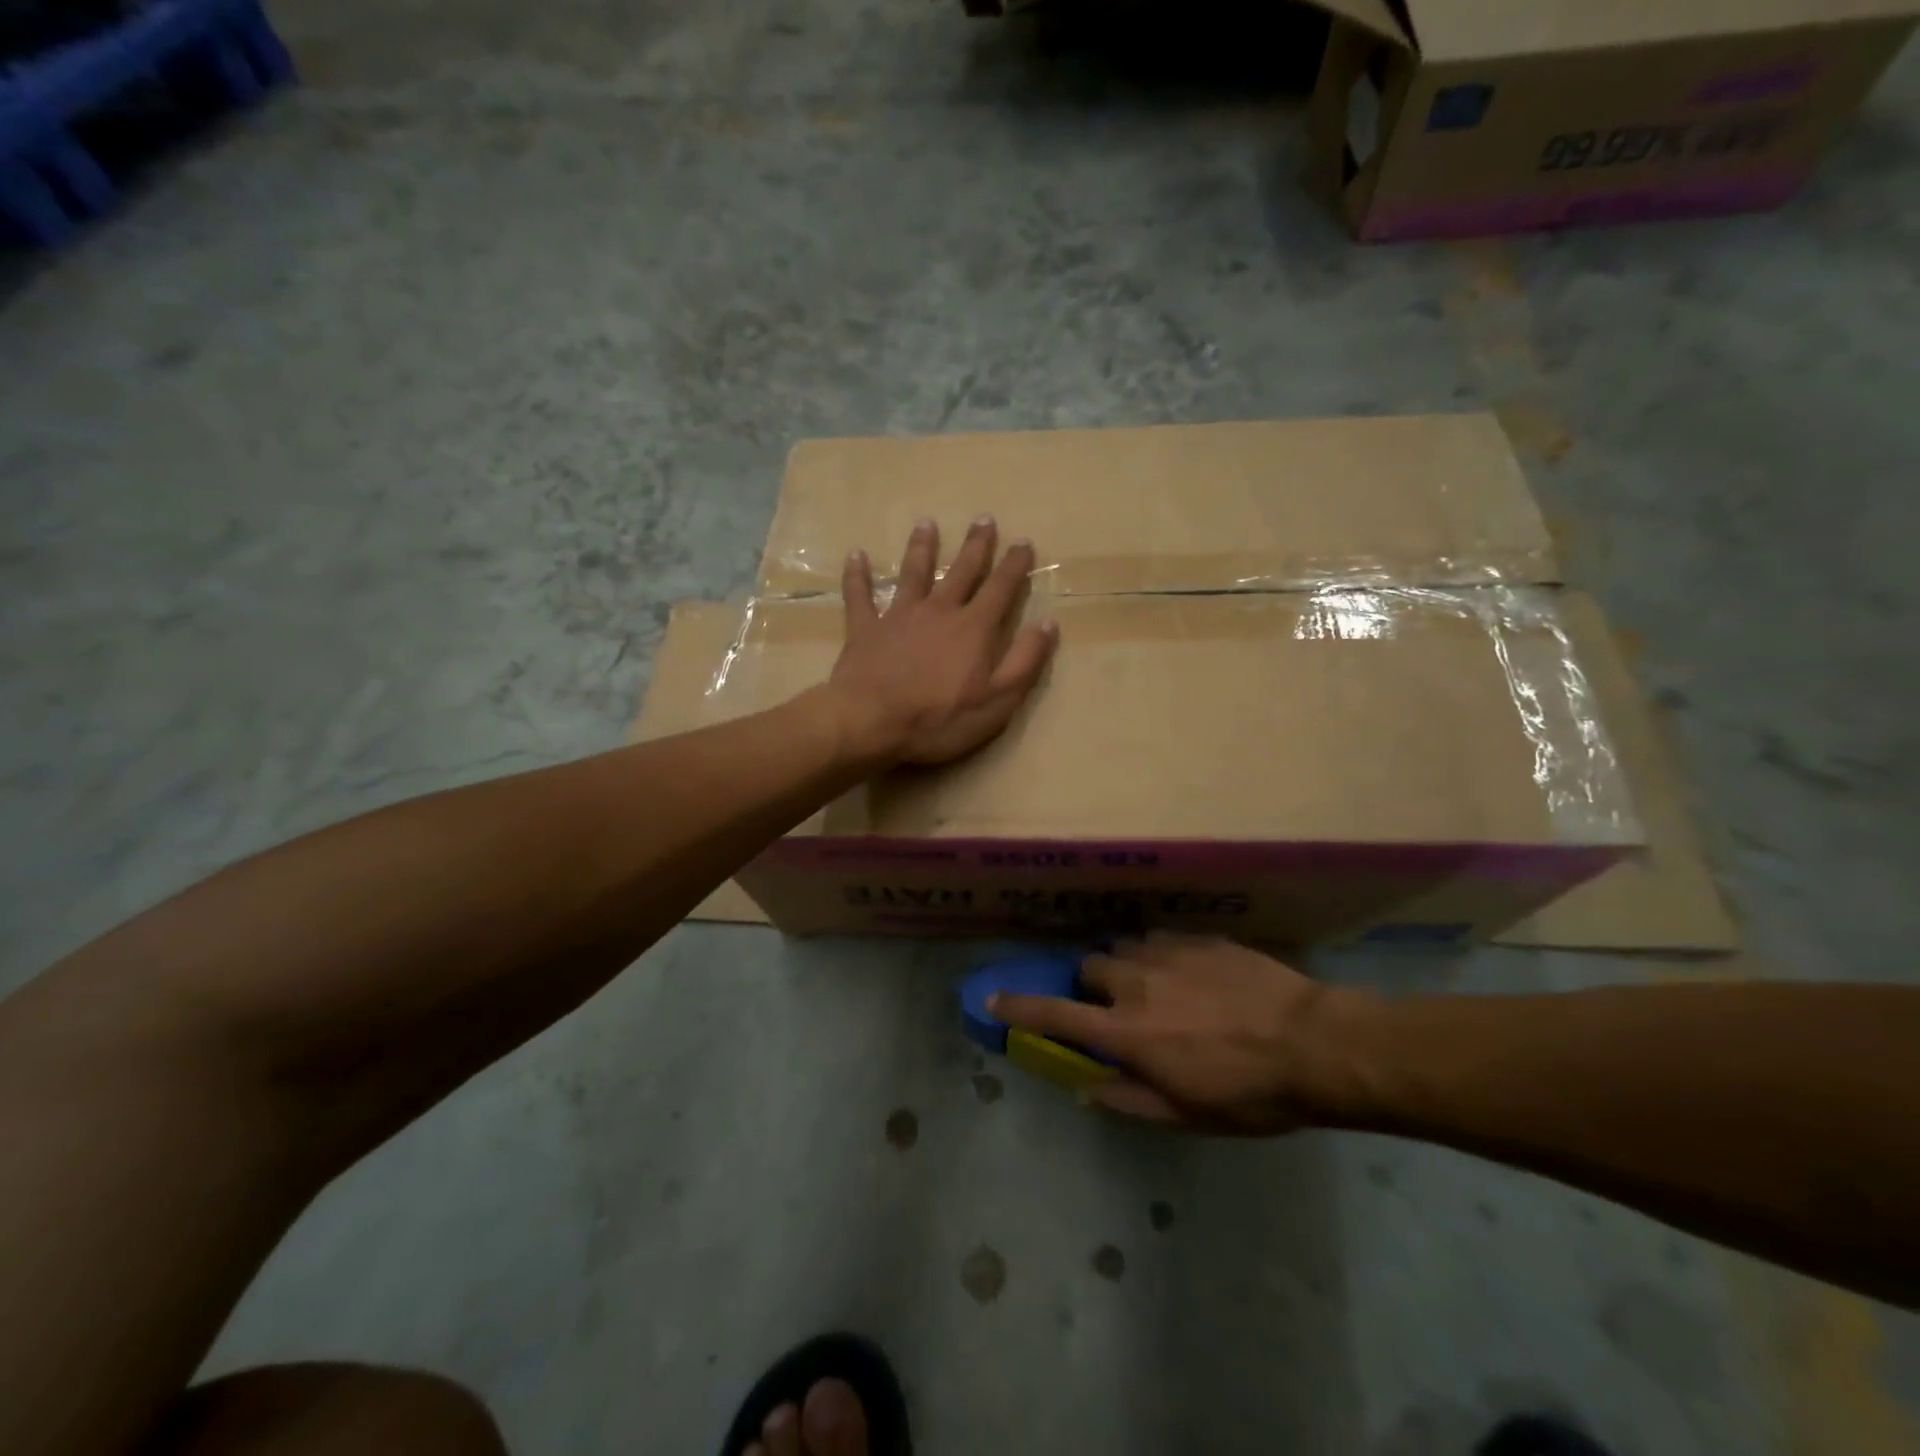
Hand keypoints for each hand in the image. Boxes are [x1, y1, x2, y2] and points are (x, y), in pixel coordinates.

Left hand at [825, 516, 1057, 765]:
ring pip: (913, 573)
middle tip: (984, 518)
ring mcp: (899, 616)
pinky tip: (856, 555)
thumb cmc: (940, 719)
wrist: (871, 721)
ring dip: (922, 547)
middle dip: (976, 545)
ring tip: (926, 523)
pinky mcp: (866, 628)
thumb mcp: (998, 700)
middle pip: (961, 571)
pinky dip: (857, 575)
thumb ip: (1025, 661)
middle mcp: (939, 610)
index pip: (1001, 588)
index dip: (1015, 565)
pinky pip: (860, 595)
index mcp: (974, 628)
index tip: (1024, 542)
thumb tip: (1048, 623)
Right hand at [989, 935, 1374, 1133]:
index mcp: (1126, 1032)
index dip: (1018, 1008)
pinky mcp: (1199, 938)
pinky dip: (1162, 955)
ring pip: (1125, 946)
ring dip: (1128, 966)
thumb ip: (1129, 1099)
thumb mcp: (1188, 1114)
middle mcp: (1136, 983)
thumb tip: (1087, 1089)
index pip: (1055, 1016)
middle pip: (1089, 966)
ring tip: (1158, 985)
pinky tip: (1192, 973)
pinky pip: (1163, 938)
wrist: (1315, 1044)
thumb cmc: (1249, 1093)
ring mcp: (1168, 953)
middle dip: (1093, 983)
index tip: (990, 999)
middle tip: (1118, 1005)